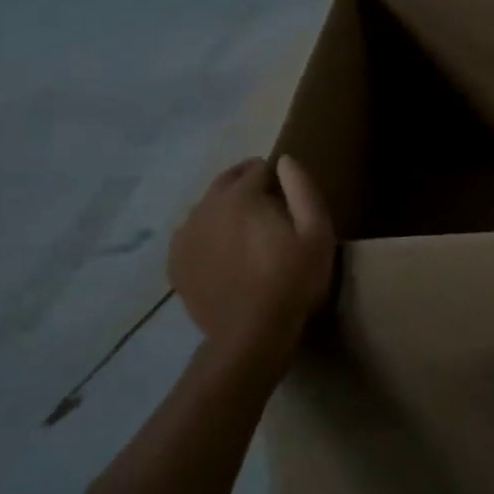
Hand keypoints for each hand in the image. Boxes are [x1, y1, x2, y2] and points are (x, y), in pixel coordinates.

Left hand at [168, 156, 334, 350]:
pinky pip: (192, 235)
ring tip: (247, 230)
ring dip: (226, 209)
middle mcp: (205, 209)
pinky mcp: (176, 263)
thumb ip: (303, 190)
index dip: (276, 175)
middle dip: (246, 184)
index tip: (289, 191)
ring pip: (207, 208)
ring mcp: (185, 237)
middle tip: (269, 202)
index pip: (256, 169)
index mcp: (240, 198)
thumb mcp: (316, 233)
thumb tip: (286, 160)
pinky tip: (225, 252)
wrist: (251, 334)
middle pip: (226, 182)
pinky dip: (208, 234)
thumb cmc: (293, 280)